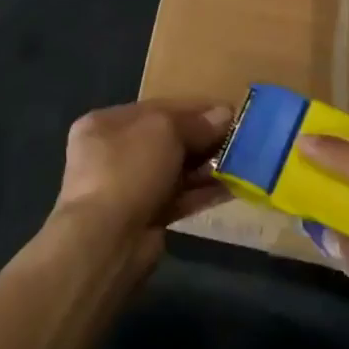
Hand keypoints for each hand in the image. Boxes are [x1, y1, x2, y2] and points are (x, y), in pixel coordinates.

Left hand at [52, 103, 231, 245]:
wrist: (106, 241)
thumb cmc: (128, 169)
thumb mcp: (164, 129)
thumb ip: (195, 122)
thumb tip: (224, 114)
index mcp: (105, 123)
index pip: (157, 108)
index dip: (194, 109)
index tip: (228, 112)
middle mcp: (112, 153)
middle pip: (166, 139)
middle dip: (201, 138)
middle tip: (238, 139)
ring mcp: (127, 188)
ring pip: (174, 170)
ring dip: (206, 166)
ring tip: (242, 162)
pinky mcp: (144, 218)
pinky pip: (178, 198)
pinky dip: (202, 192)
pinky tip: (232, 187)